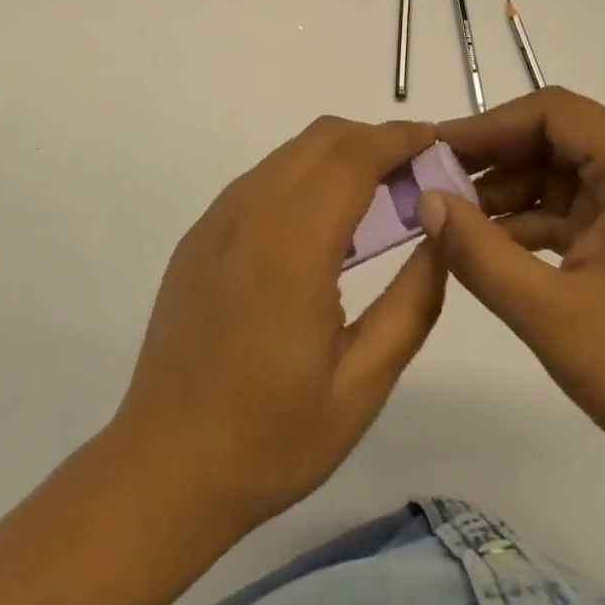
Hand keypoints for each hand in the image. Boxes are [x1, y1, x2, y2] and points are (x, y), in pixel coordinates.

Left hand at [113, 117, 447, 536]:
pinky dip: (303, 178)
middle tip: (412, 176)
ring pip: (289, 154)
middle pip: (321, 139)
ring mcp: (217, 219)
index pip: (352, 156)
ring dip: (338, 157)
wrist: (164, 466)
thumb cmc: (271, 436)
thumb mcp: (362, 384)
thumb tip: (440, 237)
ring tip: (375, 200)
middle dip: (372, 140)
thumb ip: (411, 303)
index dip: (397, 138)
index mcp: (292, 244)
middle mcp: (250, 212)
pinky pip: (261, 180)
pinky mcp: (200, 235)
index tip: (433, 141)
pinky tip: (320, 229)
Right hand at [419, 88, 604, 494]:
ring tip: (454, 221)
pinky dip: (535, 223)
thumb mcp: (552, 315)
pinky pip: (579, 210)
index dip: (489, 125)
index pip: (554, 113)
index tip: (437, 150)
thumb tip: (425, 201)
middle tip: (436, 184)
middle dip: (495, 159)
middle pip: (558, 138)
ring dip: (510, 194)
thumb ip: (480, 252)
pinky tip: (494, 248)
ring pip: (564, 175)